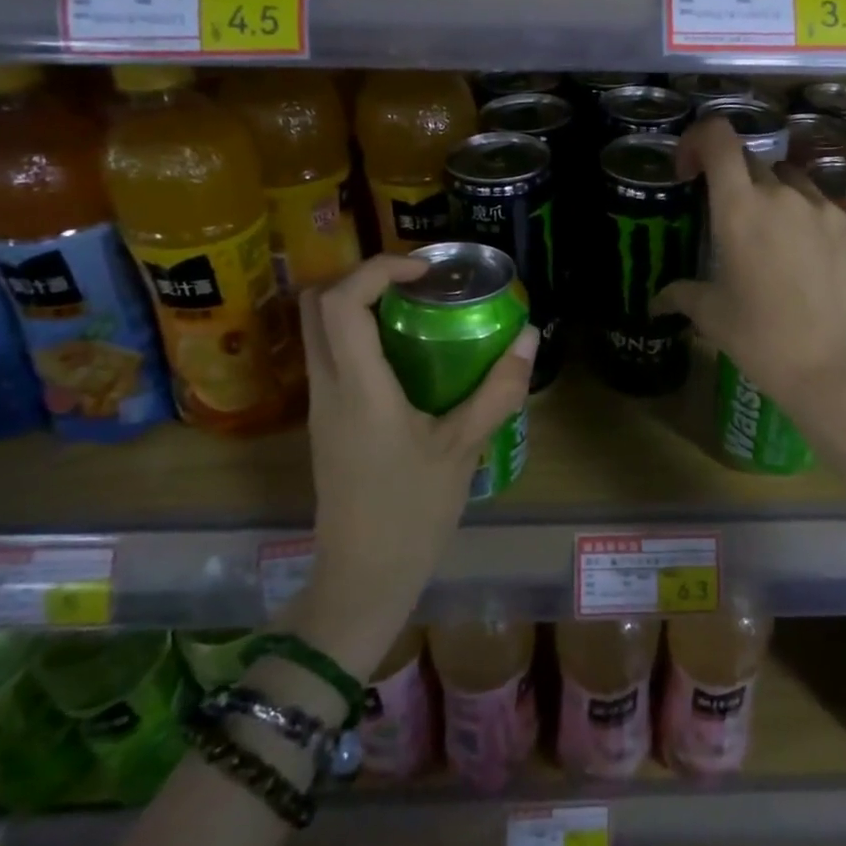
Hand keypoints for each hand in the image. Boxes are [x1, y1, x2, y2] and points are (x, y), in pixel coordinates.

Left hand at [290, 255, 537, 679]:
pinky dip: (359, 333)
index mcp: (358, 388)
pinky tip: (407, 352)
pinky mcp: (326, 420)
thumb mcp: (463, 448)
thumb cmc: (413, 512)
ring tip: (416, 308)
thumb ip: (497, 389)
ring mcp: (321, 404)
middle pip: (316, 304)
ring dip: (359, 303)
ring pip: (318, 329)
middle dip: (362, 276)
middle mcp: (328, 386)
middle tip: (416, 281)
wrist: (362, 577)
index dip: (378, 268)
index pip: (342, 303)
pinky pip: (330, 354)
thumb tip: (530, 337)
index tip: (424, 270)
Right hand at [654, 118, 845, 406]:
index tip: (689, 169)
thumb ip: (682, 296)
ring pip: (796, 175)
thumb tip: (657, 301)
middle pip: (752, 162)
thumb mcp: (713, 318)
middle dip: (734, 180)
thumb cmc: (764, 342)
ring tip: (778, 224)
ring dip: (779, 188)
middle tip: (731, 217)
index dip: (698, 140)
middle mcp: (782, 195)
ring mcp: (828, 205)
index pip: (717, 140)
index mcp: (738, 209)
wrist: (836, 369)